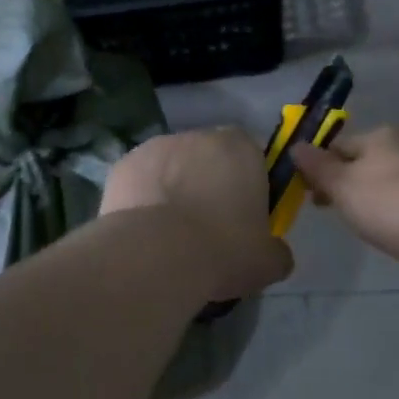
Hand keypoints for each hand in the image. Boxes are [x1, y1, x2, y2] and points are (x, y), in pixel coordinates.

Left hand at [102, 128, 294, 300]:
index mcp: (240, 148)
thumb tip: (274, 254)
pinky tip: (143, 233)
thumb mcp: (268, 262)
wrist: (155, 254)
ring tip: (169, 235)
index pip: (250, 157)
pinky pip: (140, 182)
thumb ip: (276, 251)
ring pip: (171, 168)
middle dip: (207, 185)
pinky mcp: (122, 165)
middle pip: (207, 159)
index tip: (242, 218)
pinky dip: (142, 200)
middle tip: (205, 228)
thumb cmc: (223, 250)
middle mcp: (197, 136)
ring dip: (172, 190)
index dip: (246, 186)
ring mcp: (154, 147)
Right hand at [291, 126, 398, 301]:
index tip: (307, 194)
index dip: (319, 168)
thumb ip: (317, 166)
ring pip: (386, 183)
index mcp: (382, 135)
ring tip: (359, 225)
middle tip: (329, 211)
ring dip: (369, 199)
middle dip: (344, 184)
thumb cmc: (388, 204)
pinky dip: (393, 213)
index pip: (339, 145)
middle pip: (363, 162)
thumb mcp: (341, 184)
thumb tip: (296, 146)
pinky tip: (389, 231)